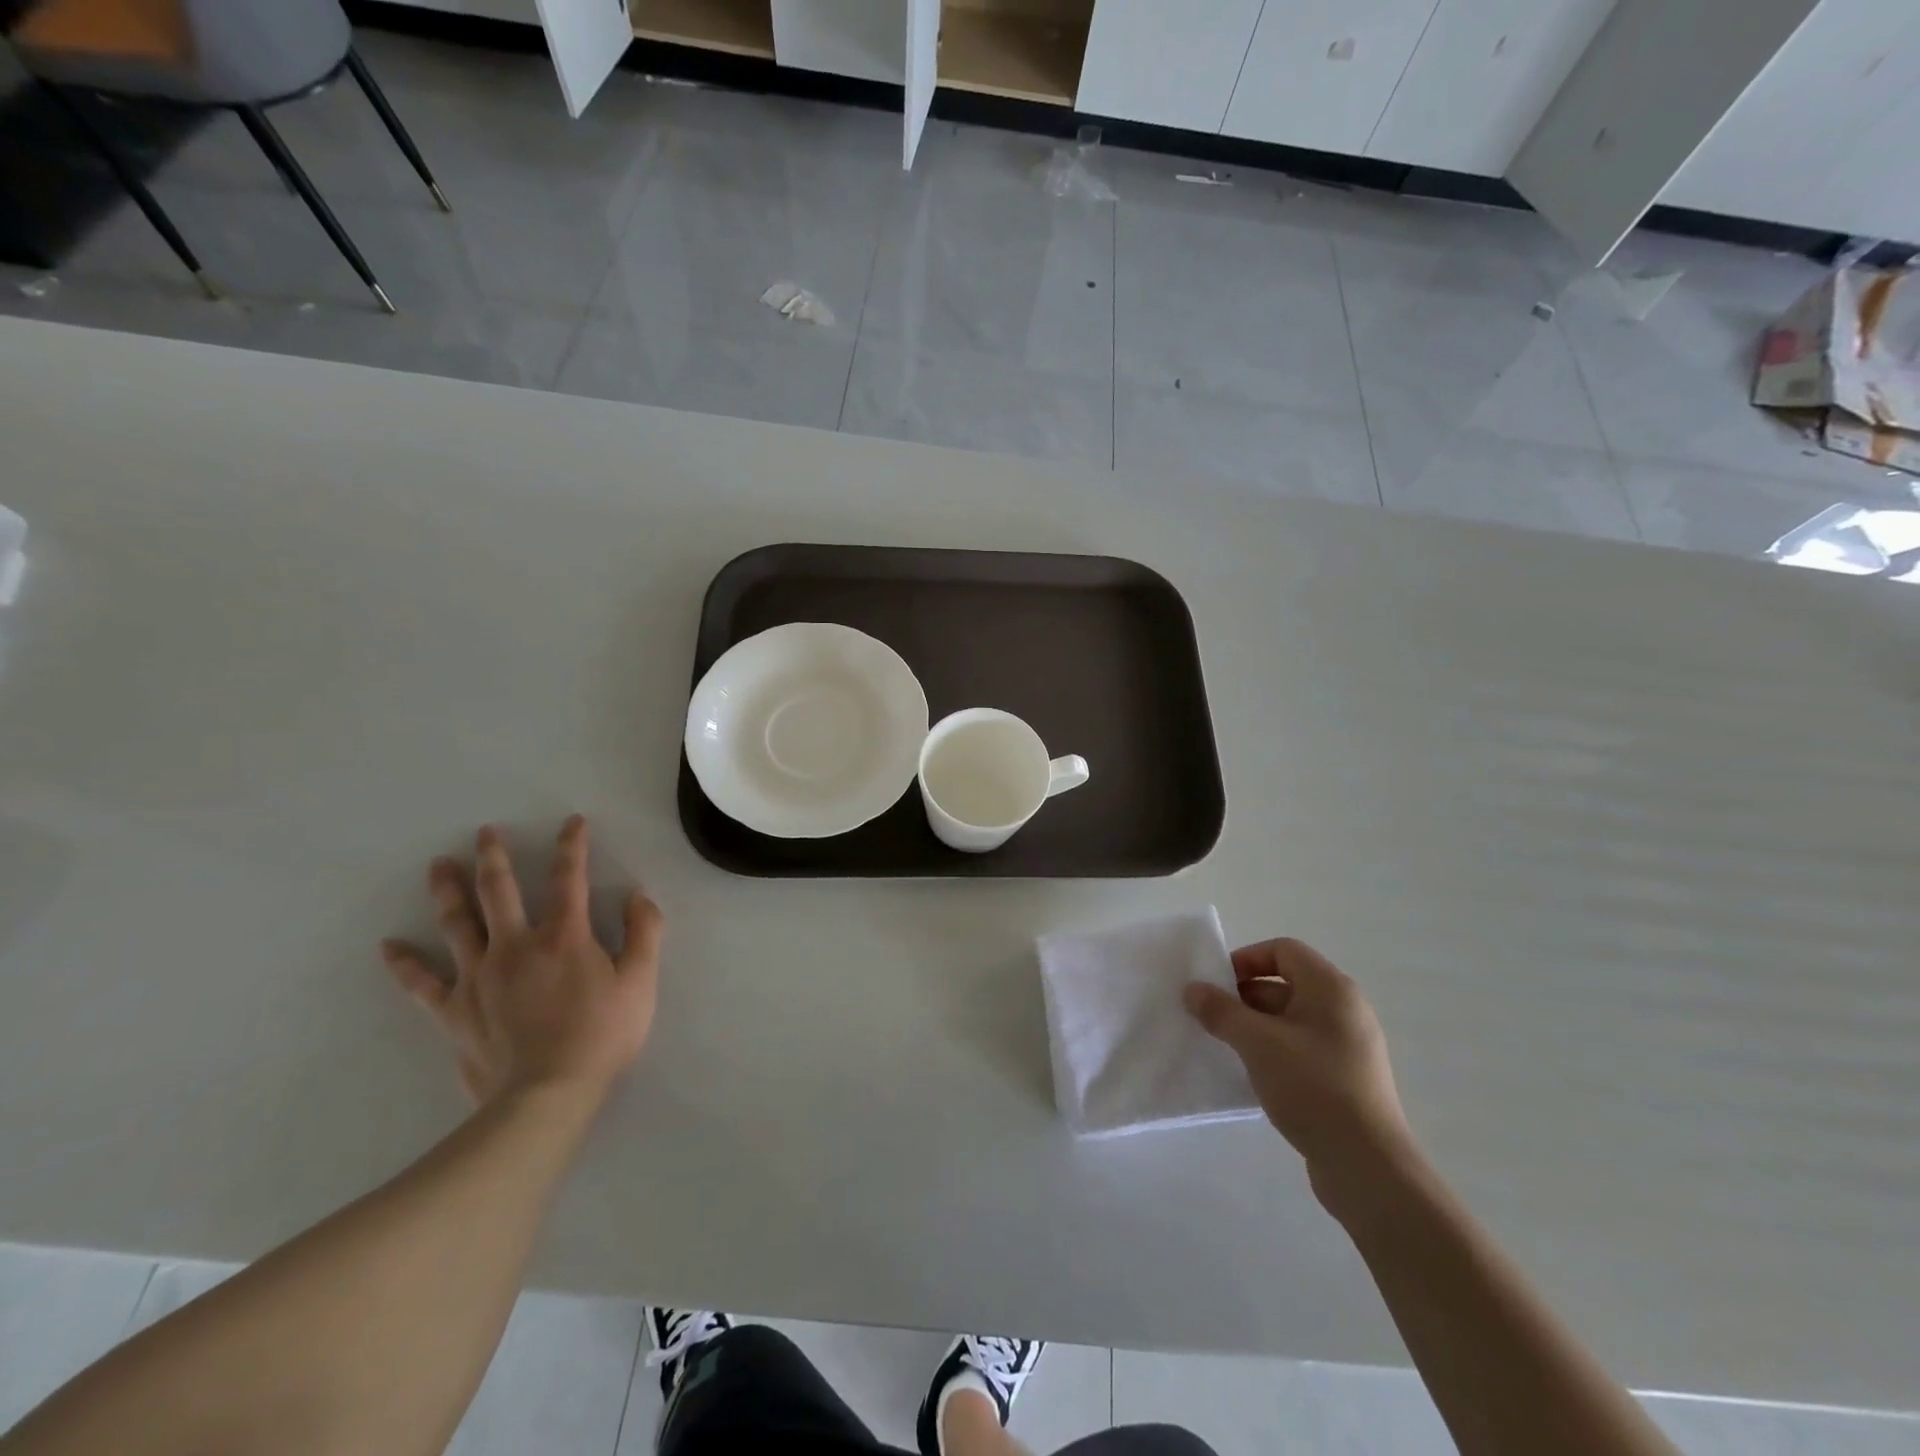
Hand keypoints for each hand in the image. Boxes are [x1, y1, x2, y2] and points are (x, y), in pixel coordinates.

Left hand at [382, 816, 661, 1105]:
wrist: (546, 1096)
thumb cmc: (601, 1036)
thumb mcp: (640, 982)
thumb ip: (644, 933)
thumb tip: (638, 896)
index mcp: (564, 936)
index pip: (569, 878)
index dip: (572, 846)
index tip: (572, 822)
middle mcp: (516, 945)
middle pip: (499, 891)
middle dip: (494, 857)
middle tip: (484, 833)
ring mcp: (478, 976)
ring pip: (457, 923)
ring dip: (448, 891)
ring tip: (438, 865)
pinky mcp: (454, 1010)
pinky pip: (422, 983)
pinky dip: (404, 964)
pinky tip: (389, 947)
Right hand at [1184, 939, 1416, 1205]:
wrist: (1367, 1167)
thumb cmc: (1313, 1087)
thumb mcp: (1257, 1043)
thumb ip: (1221, 1011)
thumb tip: (1192, 989)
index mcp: (1331, 988)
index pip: (1283, 950)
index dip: (1246, 960)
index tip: (1217, 986)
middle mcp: (1344, 1010)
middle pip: (1285, 984)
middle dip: (1244, 997)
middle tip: (1212, 1018)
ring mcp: (1348, 1046)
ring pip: (1290, 1020)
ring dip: (1255, 1027)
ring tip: (1226, 1048)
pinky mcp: (1345, 1078)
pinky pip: (1301, 1049)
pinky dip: (1273, 1052)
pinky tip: (1252, 1076)